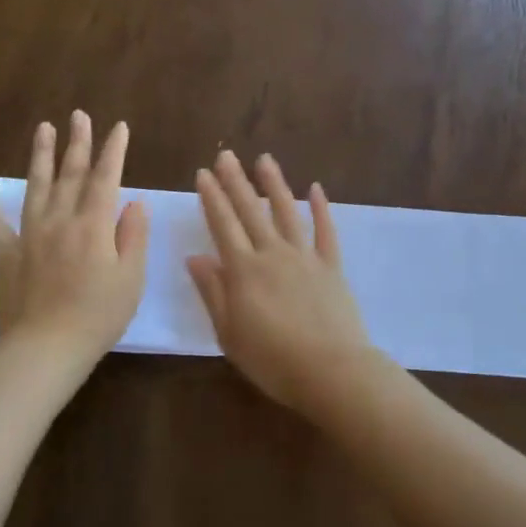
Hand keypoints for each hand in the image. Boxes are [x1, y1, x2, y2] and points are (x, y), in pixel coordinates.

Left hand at [0, 112, 148, 377]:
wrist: (46, 349)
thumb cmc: (98, 316)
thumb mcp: (131, 278)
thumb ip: (133, 236)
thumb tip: (133, 202)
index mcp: (93, 225)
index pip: (106, 178)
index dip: (114, 151)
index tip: (119, 127)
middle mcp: (60, 220)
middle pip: (71, 174)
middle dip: (78, 142)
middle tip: (80, 115)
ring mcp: (29, 234)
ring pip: (37, 185)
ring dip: (42, 155)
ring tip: (45, 128)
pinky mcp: (6, 253)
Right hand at [187, 150, 375, 409]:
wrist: (330, 371)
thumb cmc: (272, 360)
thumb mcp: (229, 333)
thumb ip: (212, 292)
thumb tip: (194, 257)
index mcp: (243, 270)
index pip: (222, 225)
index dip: (211, 198)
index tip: (202, 174)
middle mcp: (272, 254)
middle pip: (250, 211)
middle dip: (235, 181)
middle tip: (225, 155)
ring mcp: (304, 257)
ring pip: (286, 212)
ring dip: (274, 184)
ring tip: (264, 159)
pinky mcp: (331, 266)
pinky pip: (325, 231)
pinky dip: (321, 209)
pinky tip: (315, 189)